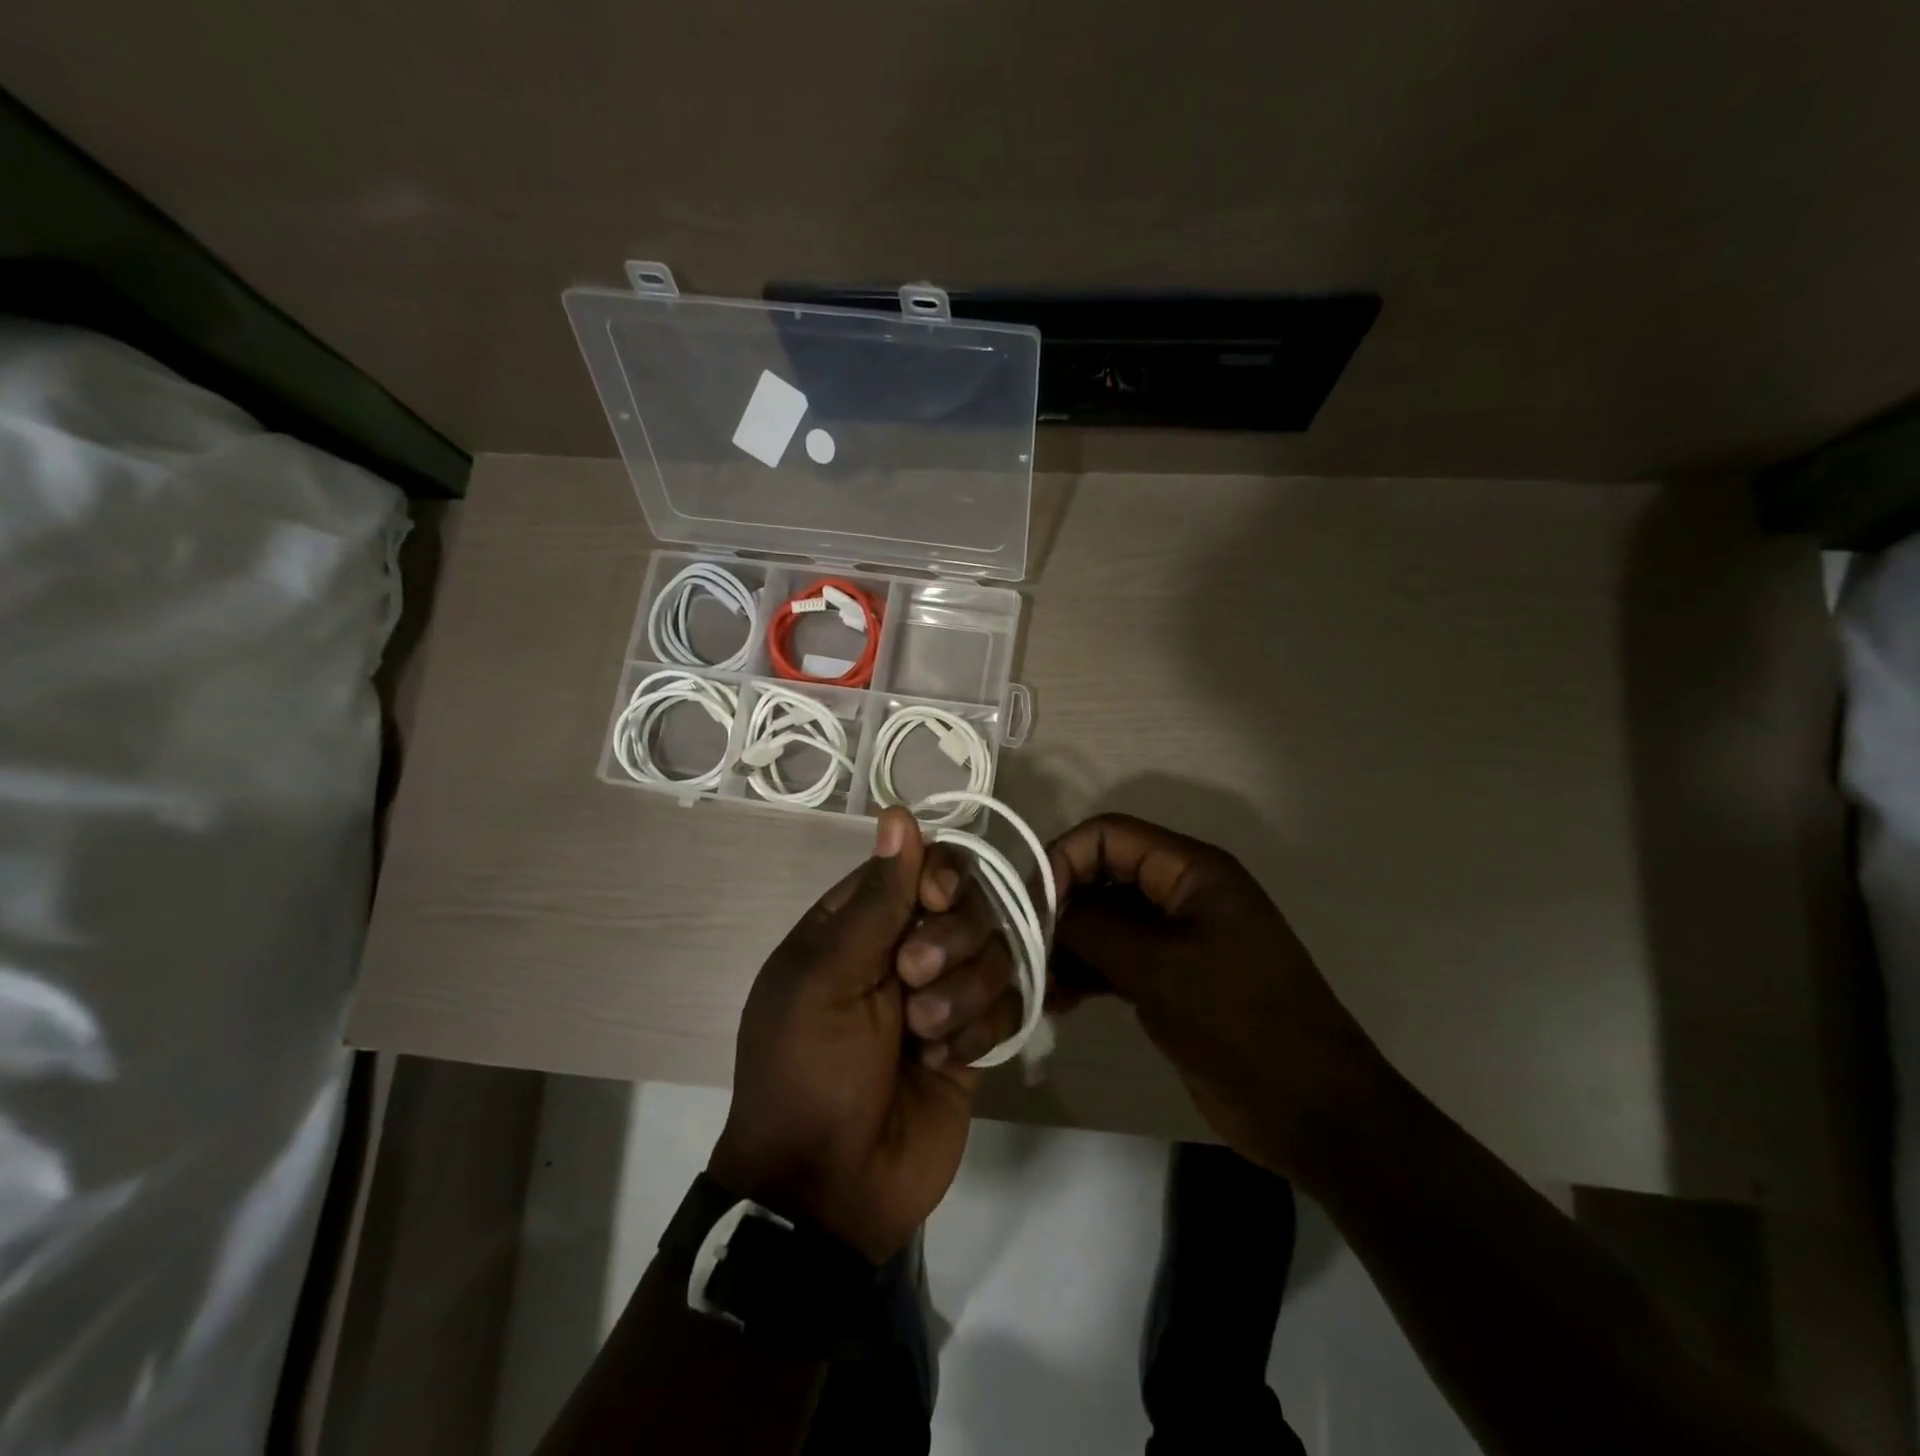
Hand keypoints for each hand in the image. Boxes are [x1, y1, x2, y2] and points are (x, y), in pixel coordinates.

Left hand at [708, 808, 1011, 1262]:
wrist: (831, 1192)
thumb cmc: (809, 1072)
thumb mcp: (827, 980)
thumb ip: (874, 900)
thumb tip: (898, 813)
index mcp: (856, 925)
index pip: (917, 866)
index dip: (937, 875)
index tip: (936, 900)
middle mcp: (904, 949)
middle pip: (965, 904)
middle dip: (949, 941)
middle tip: (912, 983)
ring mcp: (944, 993)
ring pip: (993, 951)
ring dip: (963, 993)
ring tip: (924, 1037)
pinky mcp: (977, 1037)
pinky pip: (1009, 1003)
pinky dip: (981, 1029)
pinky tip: (947, 1062)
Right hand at [1048, 814, 1391, 1178]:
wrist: (1312, 1111)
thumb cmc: (1240, 1024)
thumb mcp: (1160, 969)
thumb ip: (1095, 928)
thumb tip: (1047, 908)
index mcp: (1192, 871)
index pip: (1110, 835)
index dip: (1064, 859)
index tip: (1033, 908)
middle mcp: (1182, 893)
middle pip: (1103, 875)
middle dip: (1062, 907)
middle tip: (1029, 951)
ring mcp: (1176, 937)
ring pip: (1105, 920)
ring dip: (1068, 945)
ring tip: (1042, 986)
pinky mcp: (1171, 977)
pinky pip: (1115, 957)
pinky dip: (1086, 972)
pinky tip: (1060, 1003)